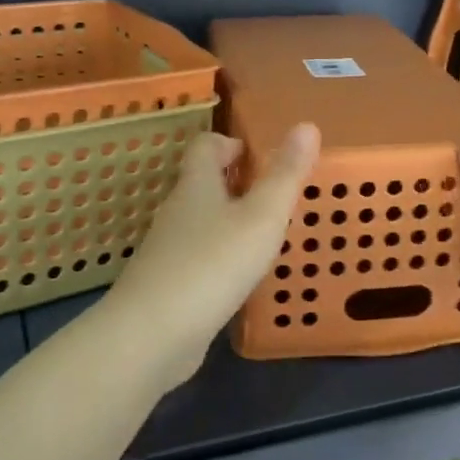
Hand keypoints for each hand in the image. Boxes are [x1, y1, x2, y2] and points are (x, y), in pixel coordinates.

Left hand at [107, 123, 320, 385]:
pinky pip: (196, 259)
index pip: (205, 146)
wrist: (152, 334)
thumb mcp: (262, 216)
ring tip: (263, 235)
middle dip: (233, 183)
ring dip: (227, 222)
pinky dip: (218, 258)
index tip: (257, 154)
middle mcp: (176, 212)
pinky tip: (238, 279)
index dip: (229, 143)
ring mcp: (167, 251)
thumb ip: (285, 174)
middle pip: (201, 184)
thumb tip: (307, 125)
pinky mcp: (166, 287)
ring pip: (199, 223)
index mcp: (196, 186)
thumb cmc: (212, 264)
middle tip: (271, 195)